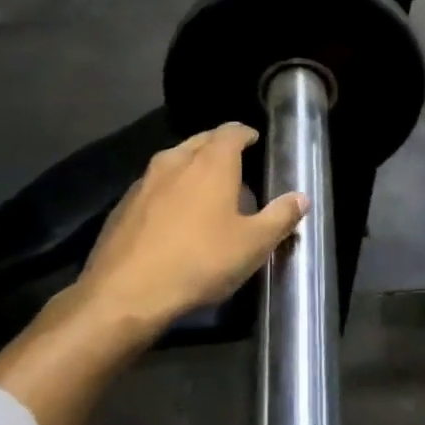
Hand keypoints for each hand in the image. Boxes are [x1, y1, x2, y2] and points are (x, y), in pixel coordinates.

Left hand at [74, 123, 307, 338]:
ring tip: (207, 190)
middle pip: (201, 141)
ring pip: (174, 161)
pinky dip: (170, 190)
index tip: (254, 141)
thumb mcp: (252, 245)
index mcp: (211, 163)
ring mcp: (145, 181)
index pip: (231, 131)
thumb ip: (280, 217)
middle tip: (236, 165)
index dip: (245, 134)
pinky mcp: (124, 205)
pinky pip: (154, 186)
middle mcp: (176, 160)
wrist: (125, 292)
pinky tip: (174, 217)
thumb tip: (301, 197)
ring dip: (192, 167)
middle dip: (219, 147)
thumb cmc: (200, 261)